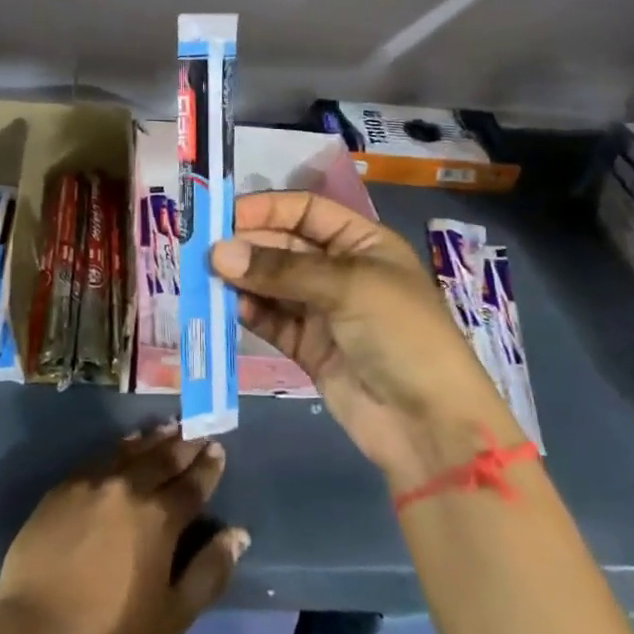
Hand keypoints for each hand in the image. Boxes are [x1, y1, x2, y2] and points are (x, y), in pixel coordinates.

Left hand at [0, 426, 248, 633]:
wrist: (38, 625)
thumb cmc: (111, 629)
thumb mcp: (173, 614)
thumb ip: (209, 572)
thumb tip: (237, 534)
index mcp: (160, 519)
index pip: (191, 485)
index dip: (207, 466)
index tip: (217, 449)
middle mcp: (129, 489)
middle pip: (163, 459)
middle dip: (184, 445)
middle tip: (198, 431)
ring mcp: (94, 483)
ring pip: (132, 451)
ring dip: (154, 439)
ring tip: (168, 427)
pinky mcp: (65, 486)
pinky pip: (100, 456)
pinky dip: (120, 446)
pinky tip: (126, 444)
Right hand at [210, 190, 513, 488]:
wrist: (429, 425)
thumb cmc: (401, 334)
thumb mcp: (347, 287)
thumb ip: (280, 269)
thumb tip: (218, 253)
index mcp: (363, 243)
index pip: (306, 211)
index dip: (267, 208)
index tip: (223, 215)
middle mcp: (340, 271)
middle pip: (284, 246)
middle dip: (247, 245)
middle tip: (203, 250)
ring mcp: (323, 311)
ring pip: (272, 284)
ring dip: (242, 279)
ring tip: (205, 276)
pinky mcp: (308, 347)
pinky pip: (271, 321)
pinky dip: (249, 312)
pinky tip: (228, 306)